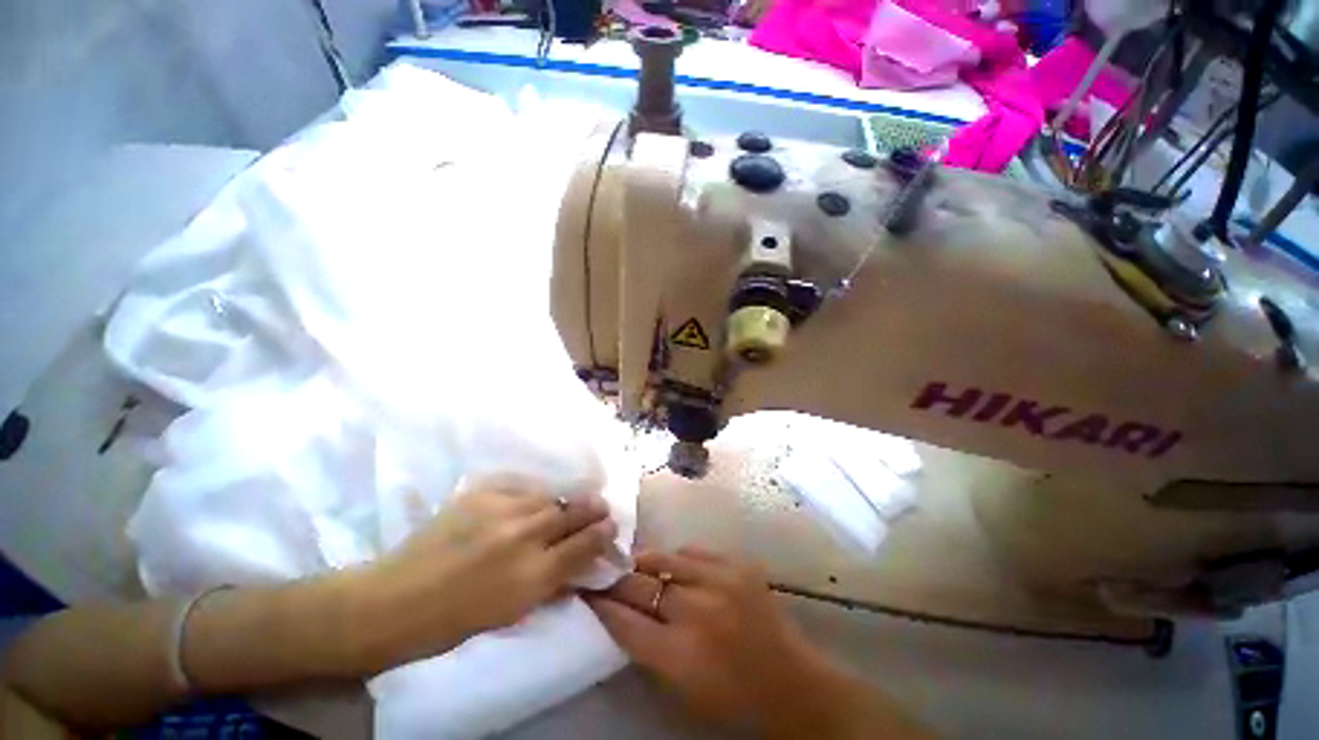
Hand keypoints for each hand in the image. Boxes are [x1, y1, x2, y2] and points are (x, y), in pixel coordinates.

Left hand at [358, 485, 616, 670]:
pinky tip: (528, 502)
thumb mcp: (511, 613)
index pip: (584, 546)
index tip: (611, 526)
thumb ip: (550, 584)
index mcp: (532, 578)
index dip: (602, 534)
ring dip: (561, 502)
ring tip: (565, 505)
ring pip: (548, 497)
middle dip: (592, 509)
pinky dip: (530, 496)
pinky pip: (520, 489)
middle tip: (601, 506)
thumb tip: (577, 564)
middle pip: (572, 514)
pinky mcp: (481, 494)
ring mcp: (502, 511)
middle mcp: (524, 538)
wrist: (394, 601)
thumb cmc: (454, 621)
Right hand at [584, 548, 838, 729]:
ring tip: (634, 562)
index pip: (624, 620)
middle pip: (640, 584)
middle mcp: (697, 611)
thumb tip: (620, 611)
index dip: (601, 604)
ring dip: (644, 562)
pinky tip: (675, 566)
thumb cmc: (732, 699)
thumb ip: (647, 648)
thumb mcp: (680, 688)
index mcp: (679, 655)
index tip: (587, 591)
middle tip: (603, 572)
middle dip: (616, 579)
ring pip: (664, 558)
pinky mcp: (737, 564)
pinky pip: (694, 551)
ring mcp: (720, 581)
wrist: (791, 682)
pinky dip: (678, 559)